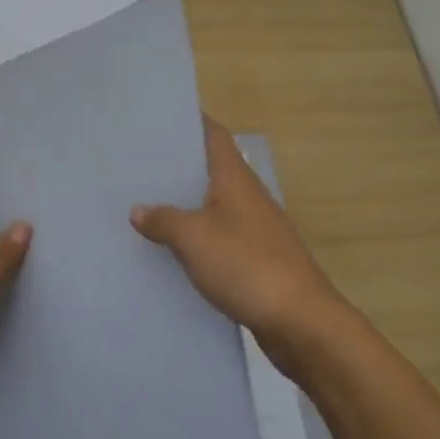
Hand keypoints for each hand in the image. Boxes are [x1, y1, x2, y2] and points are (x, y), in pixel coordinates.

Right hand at [131, 117, 343, 360]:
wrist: (301, 321)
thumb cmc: (247, 264)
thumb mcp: (195, 238)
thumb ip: (164, 220)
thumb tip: (138, 210)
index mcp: (235, 178)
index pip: (214, 134)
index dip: (192, 121)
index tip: (161, 118)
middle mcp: (248, 195)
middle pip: (212, 168)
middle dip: (179, 165)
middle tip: (140, 164)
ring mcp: (255, 228)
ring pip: (214, 205)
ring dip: (187, 203)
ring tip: (146, 204)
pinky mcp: (257, 259)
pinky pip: (220, 237)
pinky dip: (198, 237)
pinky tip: (173, 250)